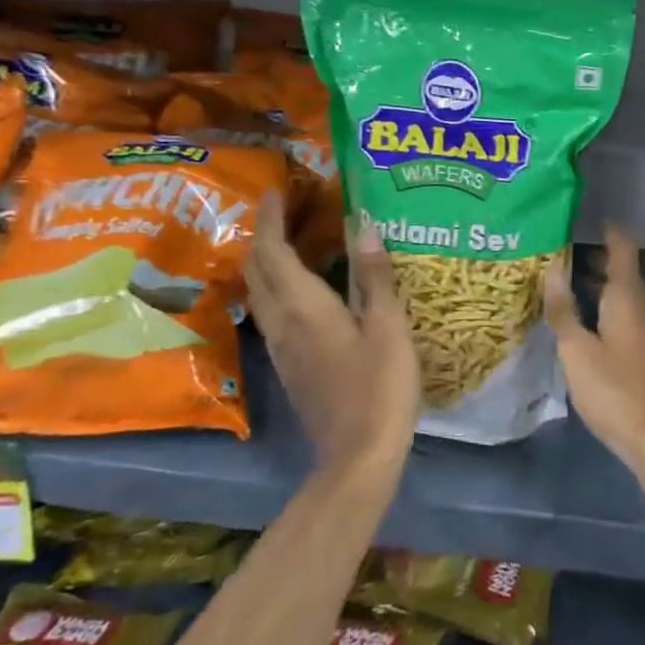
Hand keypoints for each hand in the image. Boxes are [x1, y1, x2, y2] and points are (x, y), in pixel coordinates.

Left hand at [246, 194, 419, 474]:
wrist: (359, 455)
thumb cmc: (380, 385)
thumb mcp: (387, 326)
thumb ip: (374, 275)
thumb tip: (363, 224)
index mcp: (304, 307)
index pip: (274, 252)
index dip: (272, 218)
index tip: (276, 189)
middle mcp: (283, 323)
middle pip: (257, 270)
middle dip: (264, 235)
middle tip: (287, 209)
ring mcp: (282, 348)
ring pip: (260, 293)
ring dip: (267, 261)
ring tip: (294, 240)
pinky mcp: (291, 366)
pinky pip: (273, 312)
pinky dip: (279, 286)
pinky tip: (305, 288)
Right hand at [542, 226, 644, 482]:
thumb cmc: (616, 391)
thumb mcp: (578, 351)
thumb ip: (564, 310)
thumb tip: (553, 268)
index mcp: (628, 299)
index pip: (623, 251)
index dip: (610, 232)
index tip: (592, 219)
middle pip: (626, 274)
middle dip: (601, 261)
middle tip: (567, 252)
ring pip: (629, 298)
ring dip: (605, 288)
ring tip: (573, 285)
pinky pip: (631, 319)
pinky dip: (611, 311)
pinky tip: (592, 326)